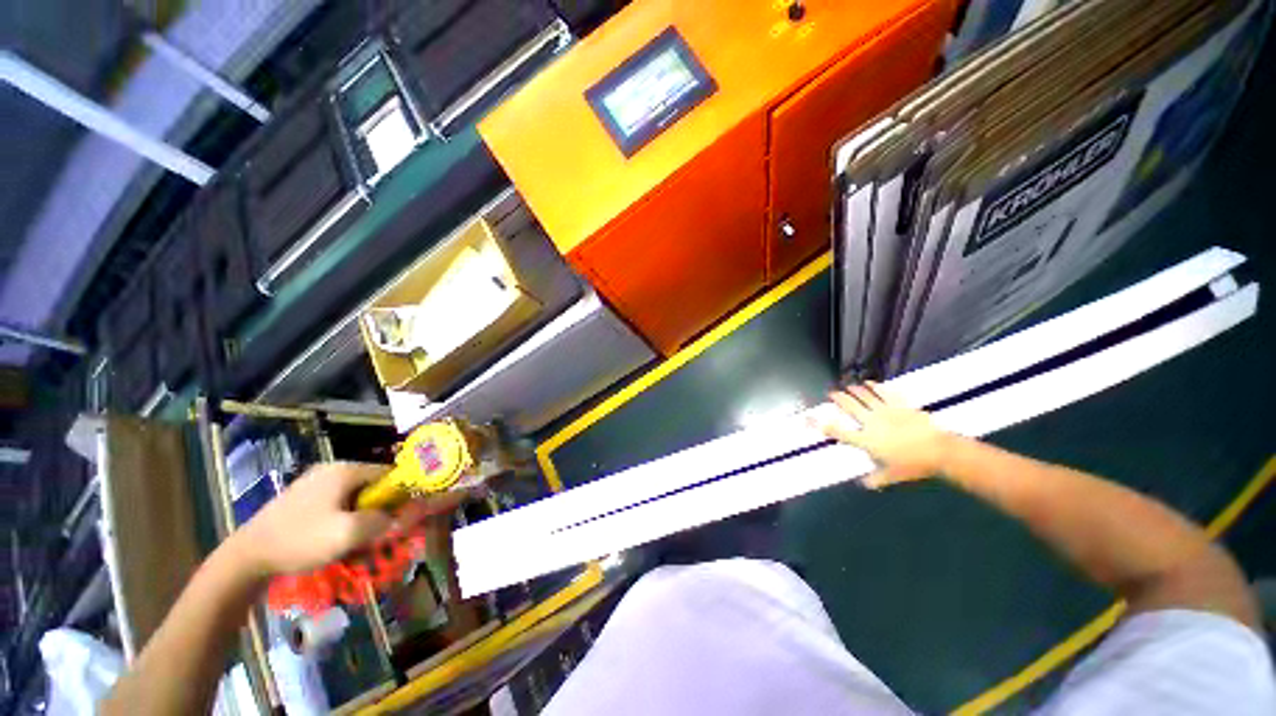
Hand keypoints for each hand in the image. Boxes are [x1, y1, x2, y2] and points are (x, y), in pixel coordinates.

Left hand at [227, 462, 397, 578]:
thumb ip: (382, 522)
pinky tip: (335, 539)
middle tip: (378, 534)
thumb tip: (399, 518)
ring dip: (361, 516)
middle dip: (378, 509)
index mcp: (346, 470)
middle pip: (372, 485)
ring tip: (356, 540)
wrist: (246, 556)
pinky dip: (343, 518)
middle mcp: (332, 469)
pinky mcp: (303, 497)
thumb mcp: (348, 534)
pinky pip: (336, 503)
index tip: (401, 517)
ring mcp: (315, 482)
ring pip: (354, 496)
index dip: (400, 494)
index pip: (389, 474)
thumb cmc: (300, 540)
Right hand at [811, 382, 953, 488]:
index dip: (826, 427)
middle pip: (850, 407)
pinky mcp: (900, 405)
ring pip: (865, 397)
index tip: (816, 421)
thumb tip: (864, 484)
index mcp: (866, 440)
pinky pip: (885, 393)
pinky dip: (876, 387)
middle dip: (839, 399)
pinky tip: (870, 383)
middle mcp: (871, 422)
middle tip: (832, 393)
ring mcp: (885, 411)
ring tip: (848, 386)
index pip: (841, 433)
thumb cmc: (913, 465)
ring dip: (855, 390)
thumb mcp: (892, 476)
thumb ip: (876, 479)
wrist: (938, 451)